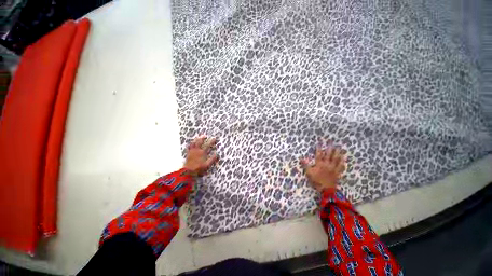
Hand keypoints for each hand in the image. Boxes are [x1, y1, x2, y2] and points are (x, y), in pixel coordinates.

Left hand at [184, 136, 218, 176]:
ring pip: (193, 143)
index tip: (214, 138)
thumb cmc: (199, 168)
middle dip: (202, 138)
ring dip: (196, 140)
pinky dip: (190, 144)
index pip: (208, 145)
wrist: (188, 171)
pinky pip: (189, 147)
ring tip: (197, 137)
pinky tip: (190, 143)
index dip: (211, 141)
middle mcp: (197, 150)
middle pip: (199, 142)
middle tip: (205, 135)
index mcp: (202, 152)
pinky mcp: (188, 153)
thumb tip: (217, 154)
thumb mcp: (207, 165)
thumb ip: (212, 159)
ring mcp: (192, 151)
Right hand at [301, 146, 345, 191]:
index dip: (319, 149)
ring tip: (339, 148)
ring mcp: (333, 168)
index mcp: (320, 164)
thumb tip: (301, 158)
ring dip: (338, 153)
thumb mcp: (309, 173)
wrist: (326, 189)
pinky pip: (341, 167)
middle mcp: (327, 164)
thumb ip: (305, 165)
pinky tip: (344, 160)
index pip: (319, 155)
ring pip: (336, 159)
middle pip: (329, 155)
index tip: (319, 143)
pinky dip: (342, 163)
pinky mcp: (337, 173)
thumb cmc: (316, 180)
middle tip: (332, 142)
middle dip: (330, 148)